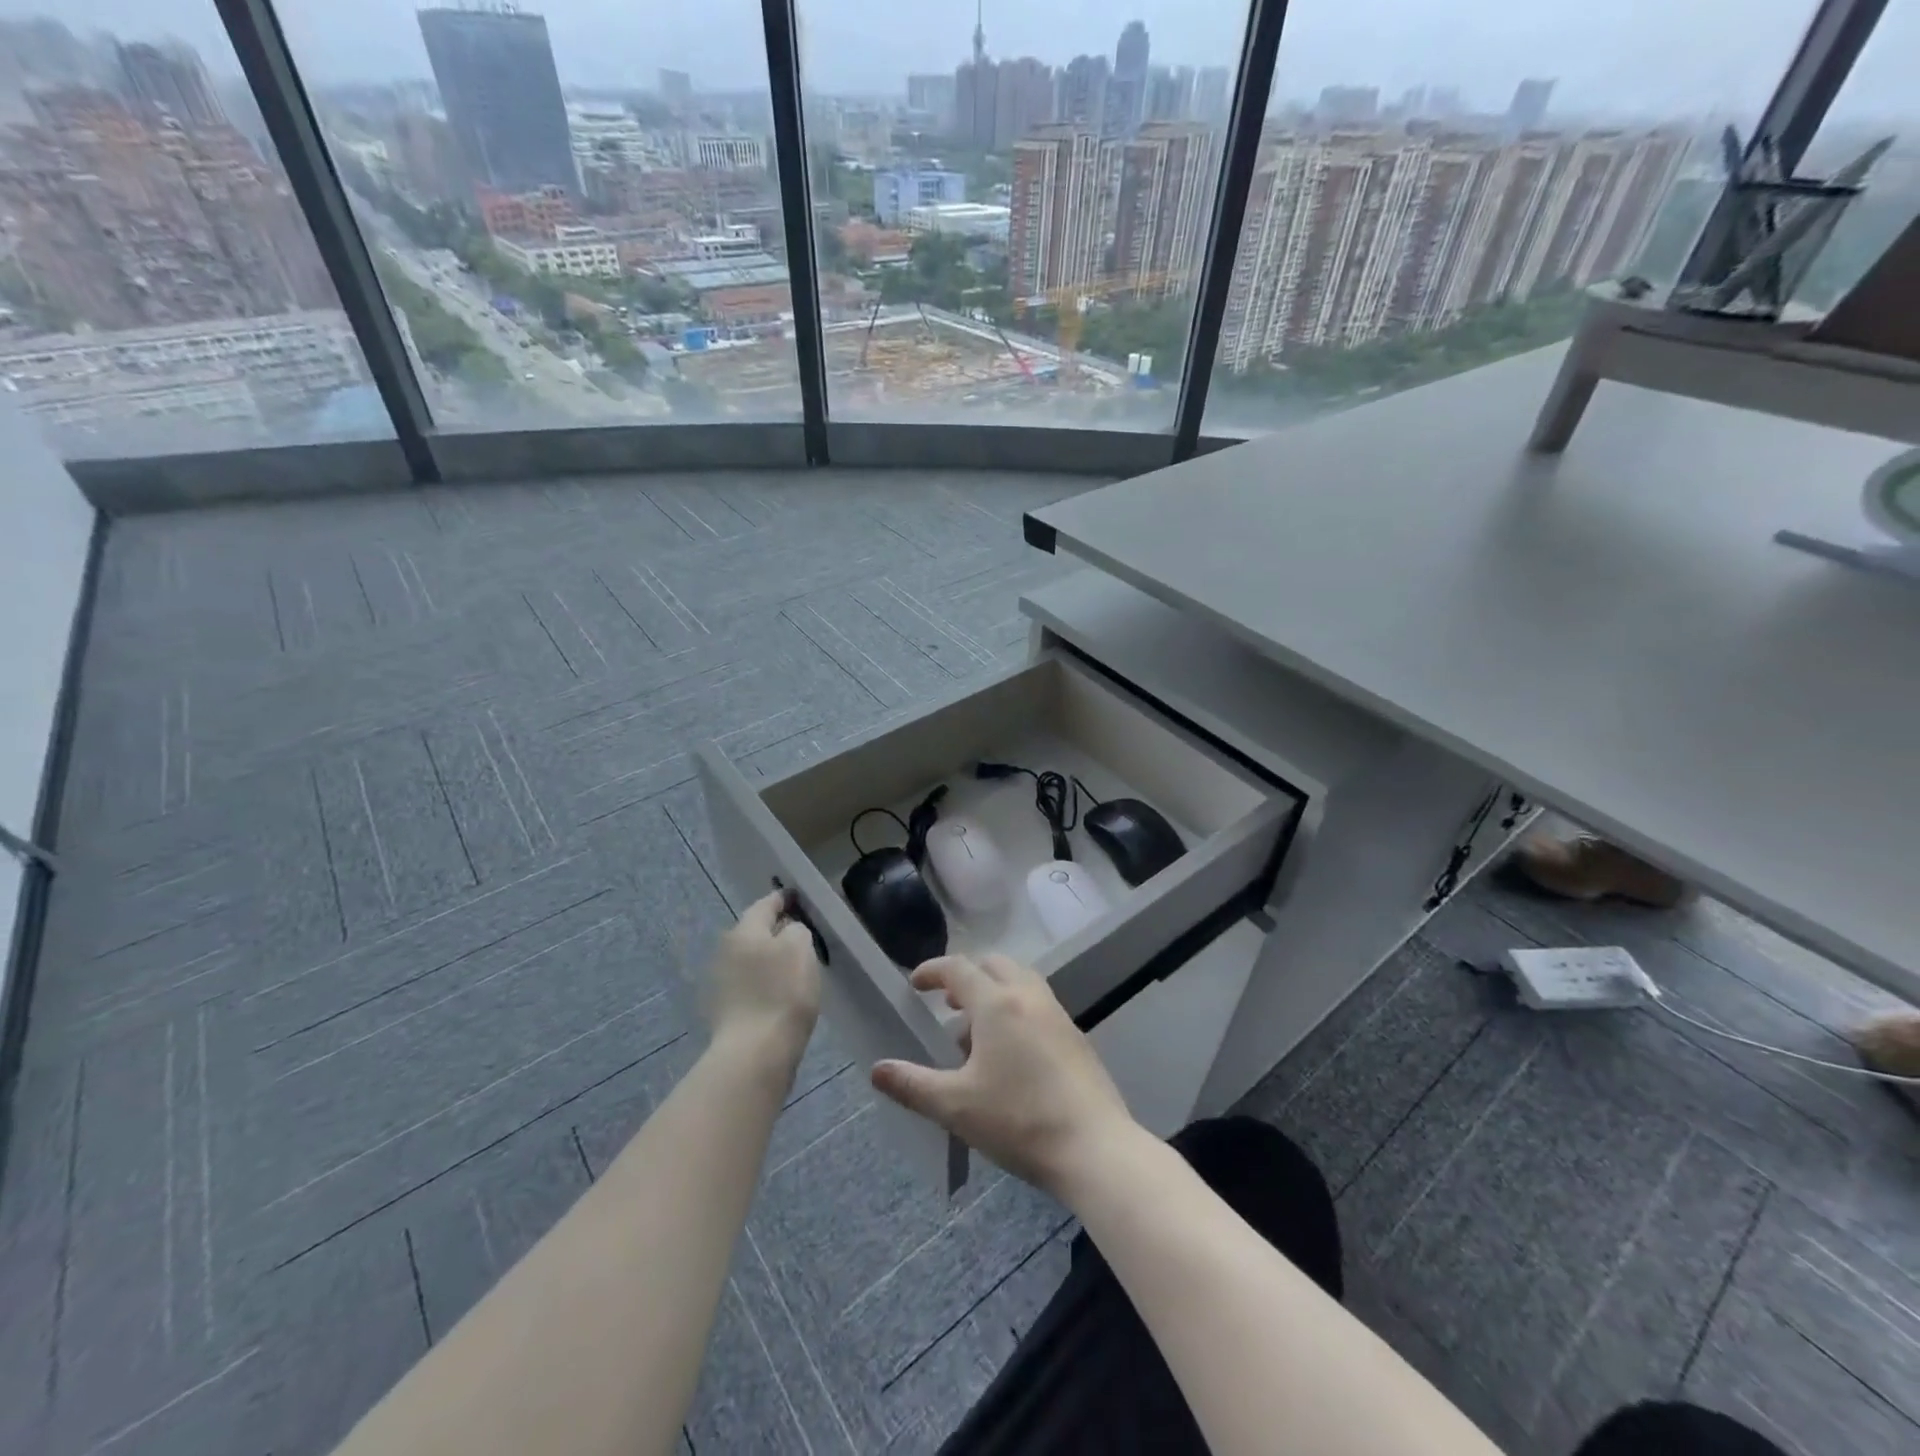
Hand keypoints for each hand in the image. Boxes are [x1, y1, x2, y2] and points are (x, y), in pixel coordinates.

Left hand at [704, 890, 821, 1063]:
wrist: (755, 1053)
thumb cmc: (782, 993)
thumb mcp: (800, 947)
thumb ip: (796, 929)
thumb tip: (788, 931)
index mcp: (744, 931)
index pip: (765, 905)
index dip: (783, 898)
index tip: (797, 896)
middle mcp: (726, 951)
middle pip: (754, 931)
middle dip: (775, 929)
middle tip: (800, 931)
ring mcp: (722, 983)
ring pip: (750, 958)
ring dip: (768, 957)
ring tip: (793, 963)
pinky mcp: (726, 1010)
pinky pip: (749, 984)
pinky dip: (764, 982)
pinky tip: (779, 992)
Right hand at [870, 955, 1137, 1197]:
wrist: (1094, 1146)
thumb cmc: (1018, 1120)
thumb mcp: (956, 1106)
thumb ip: (913, 1084)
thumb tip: (877, 1070)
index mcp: (997, 1003)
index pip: (958, 969)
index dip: (932, 971)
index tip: (914, 984)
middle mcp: (1029, 997)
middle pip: (994, 965)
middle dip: (966, 977)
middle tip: (947, 1005)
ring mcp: (1057, 1014)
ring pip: (1020, 983)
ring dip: (993, 994)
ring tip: (975, 1034)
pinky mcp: (1075, 1037)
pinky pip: (1038, 1006)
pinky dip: (1016, 1012)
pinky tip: (1010, 1056)